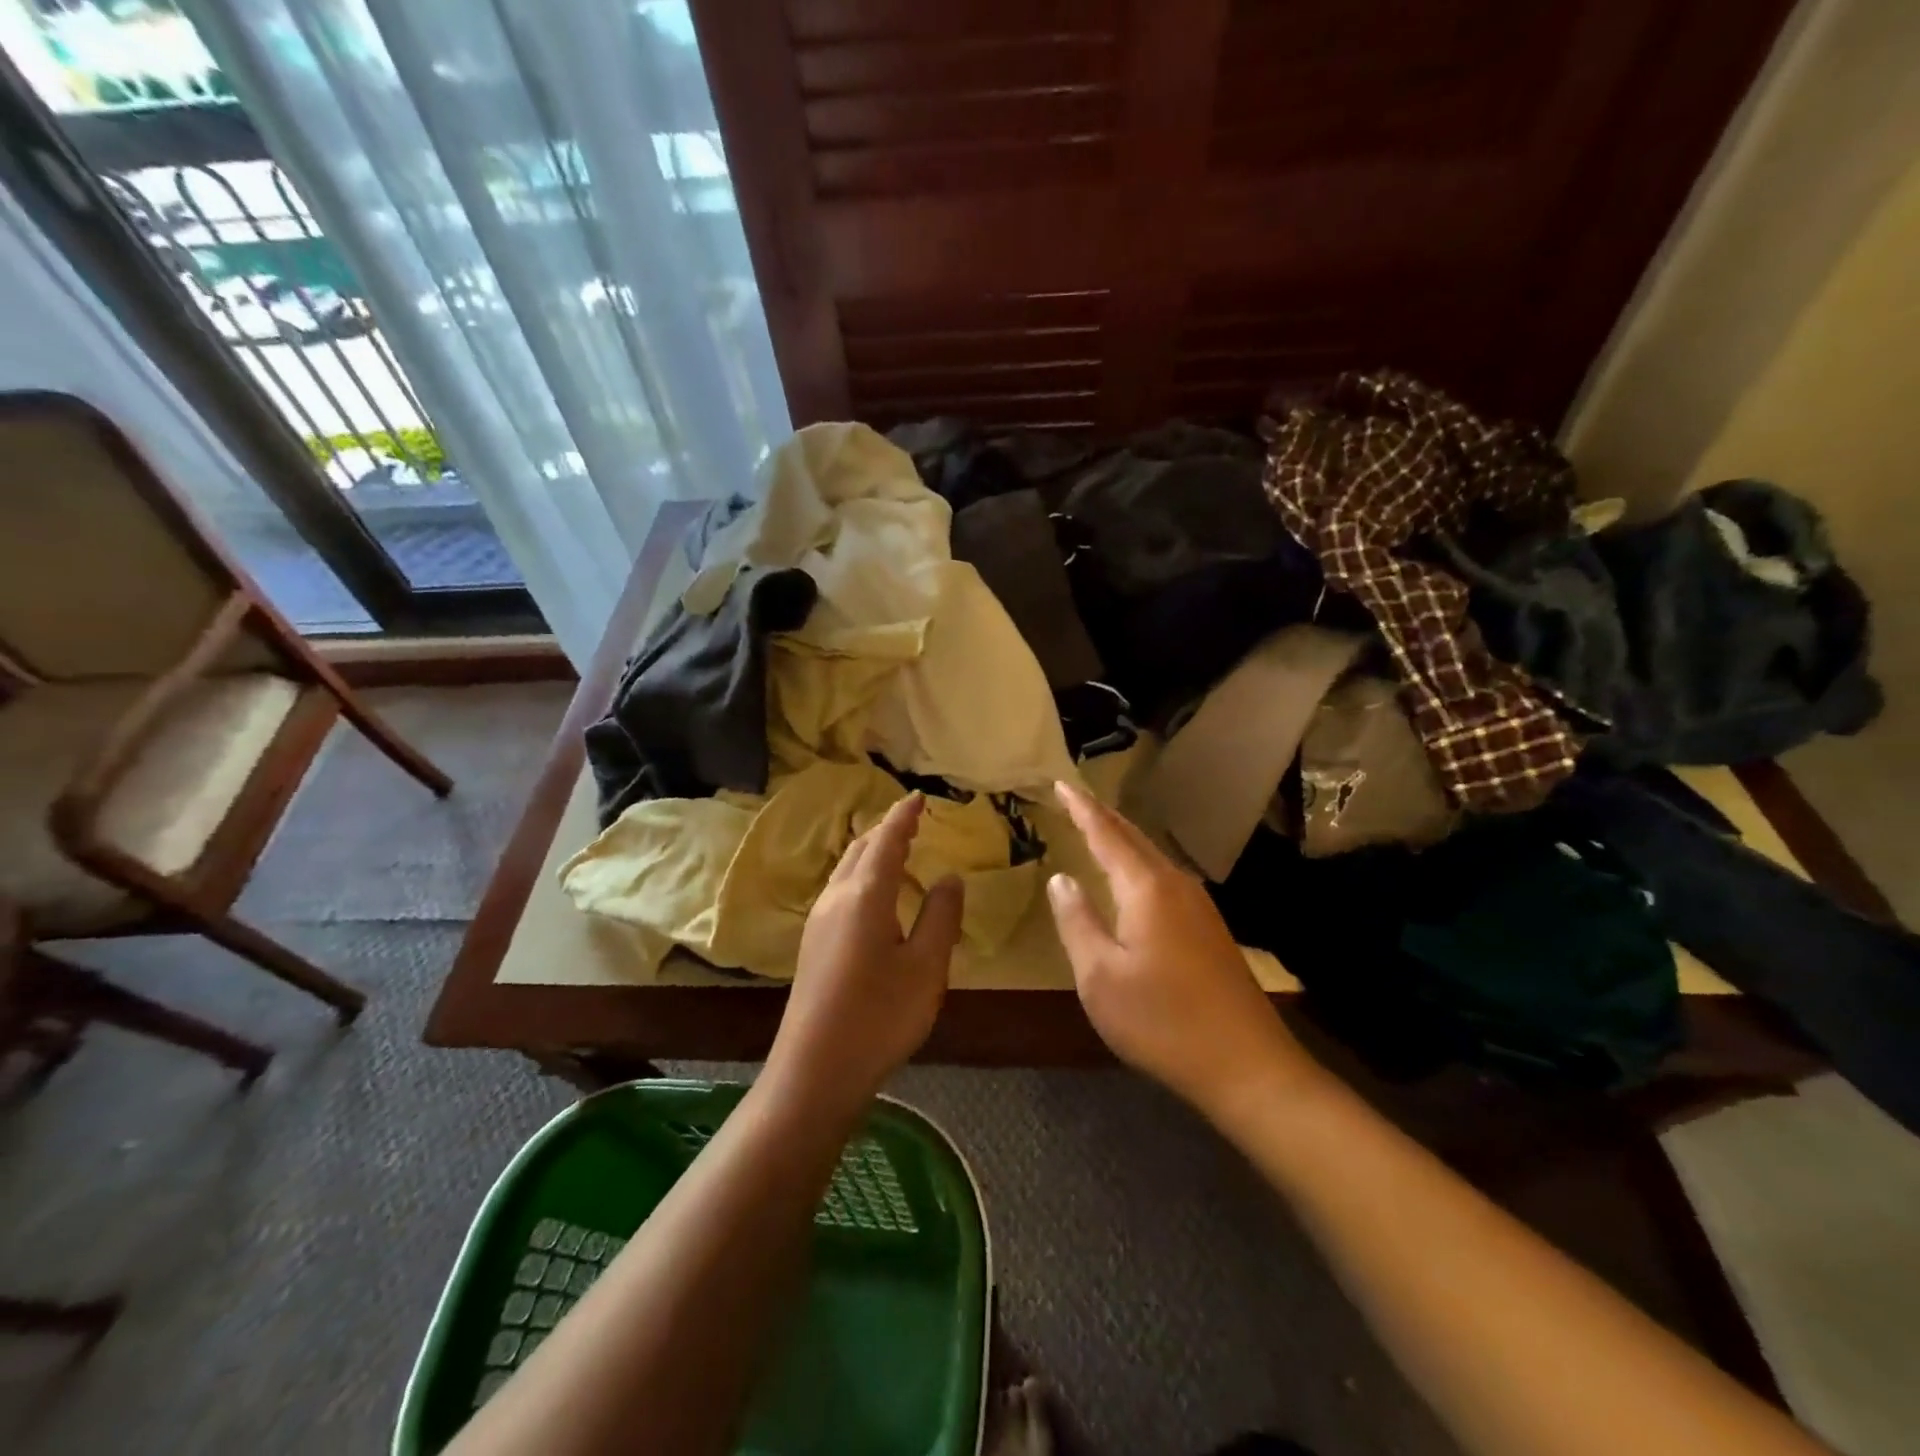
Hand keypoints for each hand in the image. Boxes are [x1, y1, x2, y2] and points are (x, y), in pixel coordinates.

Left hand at [765, 794, 963, 1119]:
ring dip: (871, 851)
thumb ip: (941, 916)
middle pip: (861, 848)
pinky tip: (874, 894)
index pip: (887, 840)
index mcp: (865, 895)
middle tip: (912, 821)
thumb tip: (949, 877)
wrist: (814, 1070)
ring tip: (897, 849)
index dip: (904, 816)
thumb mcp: (926, 967)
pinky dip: (862, 874)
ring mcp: (819, 921)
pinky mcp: (813, 943)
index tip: (919, 797)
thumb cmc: (879, 1017)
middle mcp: (836, 898)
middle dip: (886, 829)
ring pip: (846, 868)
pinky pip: (840, 889)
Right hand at [1046, 780, 1322, 1118]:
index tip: (1061, 782)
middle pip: (1133, 838)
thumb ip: (1077, 921)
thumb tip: (1061, 878)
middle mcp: (1176, 885)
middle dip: (1102, 816)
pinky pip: (1164, 879)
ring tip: (1097, 831)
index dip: (1081, 808)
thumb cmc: (1162, 1021)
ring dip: (1122, 840)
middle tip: (1075, 799)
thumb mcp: (1100, 977)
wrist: (1247, 1066)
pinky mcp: (1210, 929)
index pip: (1106, 834)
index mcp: (1147, 888)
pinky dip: (1138, 865)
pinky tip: (1133, 881)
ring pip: (1152, 858)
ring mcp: (1199, 906)